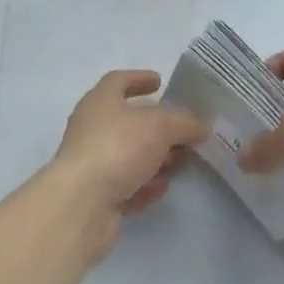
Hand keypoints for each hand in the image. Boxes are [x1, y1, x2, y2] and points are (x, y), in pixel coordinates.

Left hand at [47, 70, 207, 260]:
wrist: (81, 204)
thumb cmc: (117, 148)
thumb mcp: (160, 126)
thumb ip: (184, 123)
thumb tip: (201, 126)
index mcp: (100, 100)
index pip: (119, 80)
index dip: (139, 78)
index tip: (159, 81)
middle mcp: (92, 127)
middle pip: (128, 121)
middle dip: (157, 127)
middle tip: (182, 132)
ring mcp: (92, 162)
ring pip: (129, 154)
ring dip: (154, 158)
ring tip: (179, 162)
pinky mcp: (95, 196)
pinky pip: (125, 184)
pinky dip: (143, 184)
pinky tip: (161, 188)